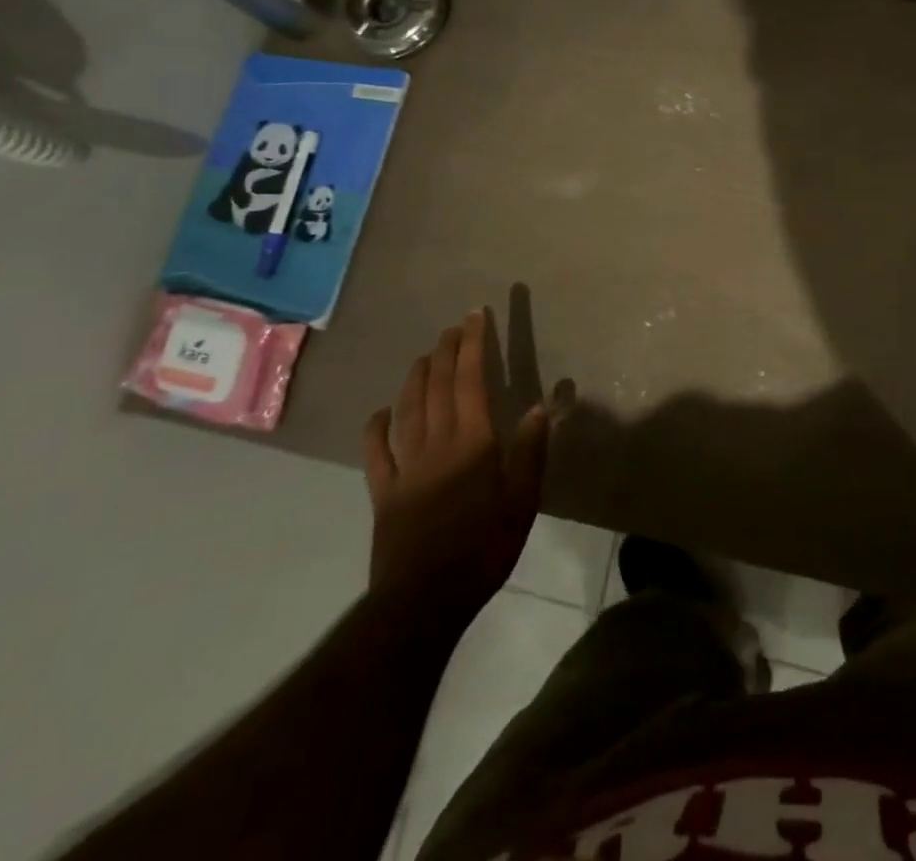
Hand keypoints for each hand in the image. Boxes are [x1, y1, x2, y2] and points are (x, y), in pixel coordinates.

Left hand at [362, 308, 548, 616]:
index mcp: (472, 442)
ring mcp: (405, 467)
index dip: (474, 345)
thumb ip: (530, 450)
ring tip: (425, 356)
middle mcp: (436, 444)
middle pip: (439, 387)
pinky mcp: (384, 492)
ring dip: (416, 378)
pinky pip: (376, 453)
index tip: (476, 316)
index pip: (472, 380)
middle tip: (454, 327)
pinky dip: (377, 427)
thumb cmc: (484, 547)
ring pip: (408, 410)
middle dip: (447, 352)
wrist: (425, 599)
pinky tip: (381, 412)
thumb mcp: (523, 500)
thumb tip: (539, 405)